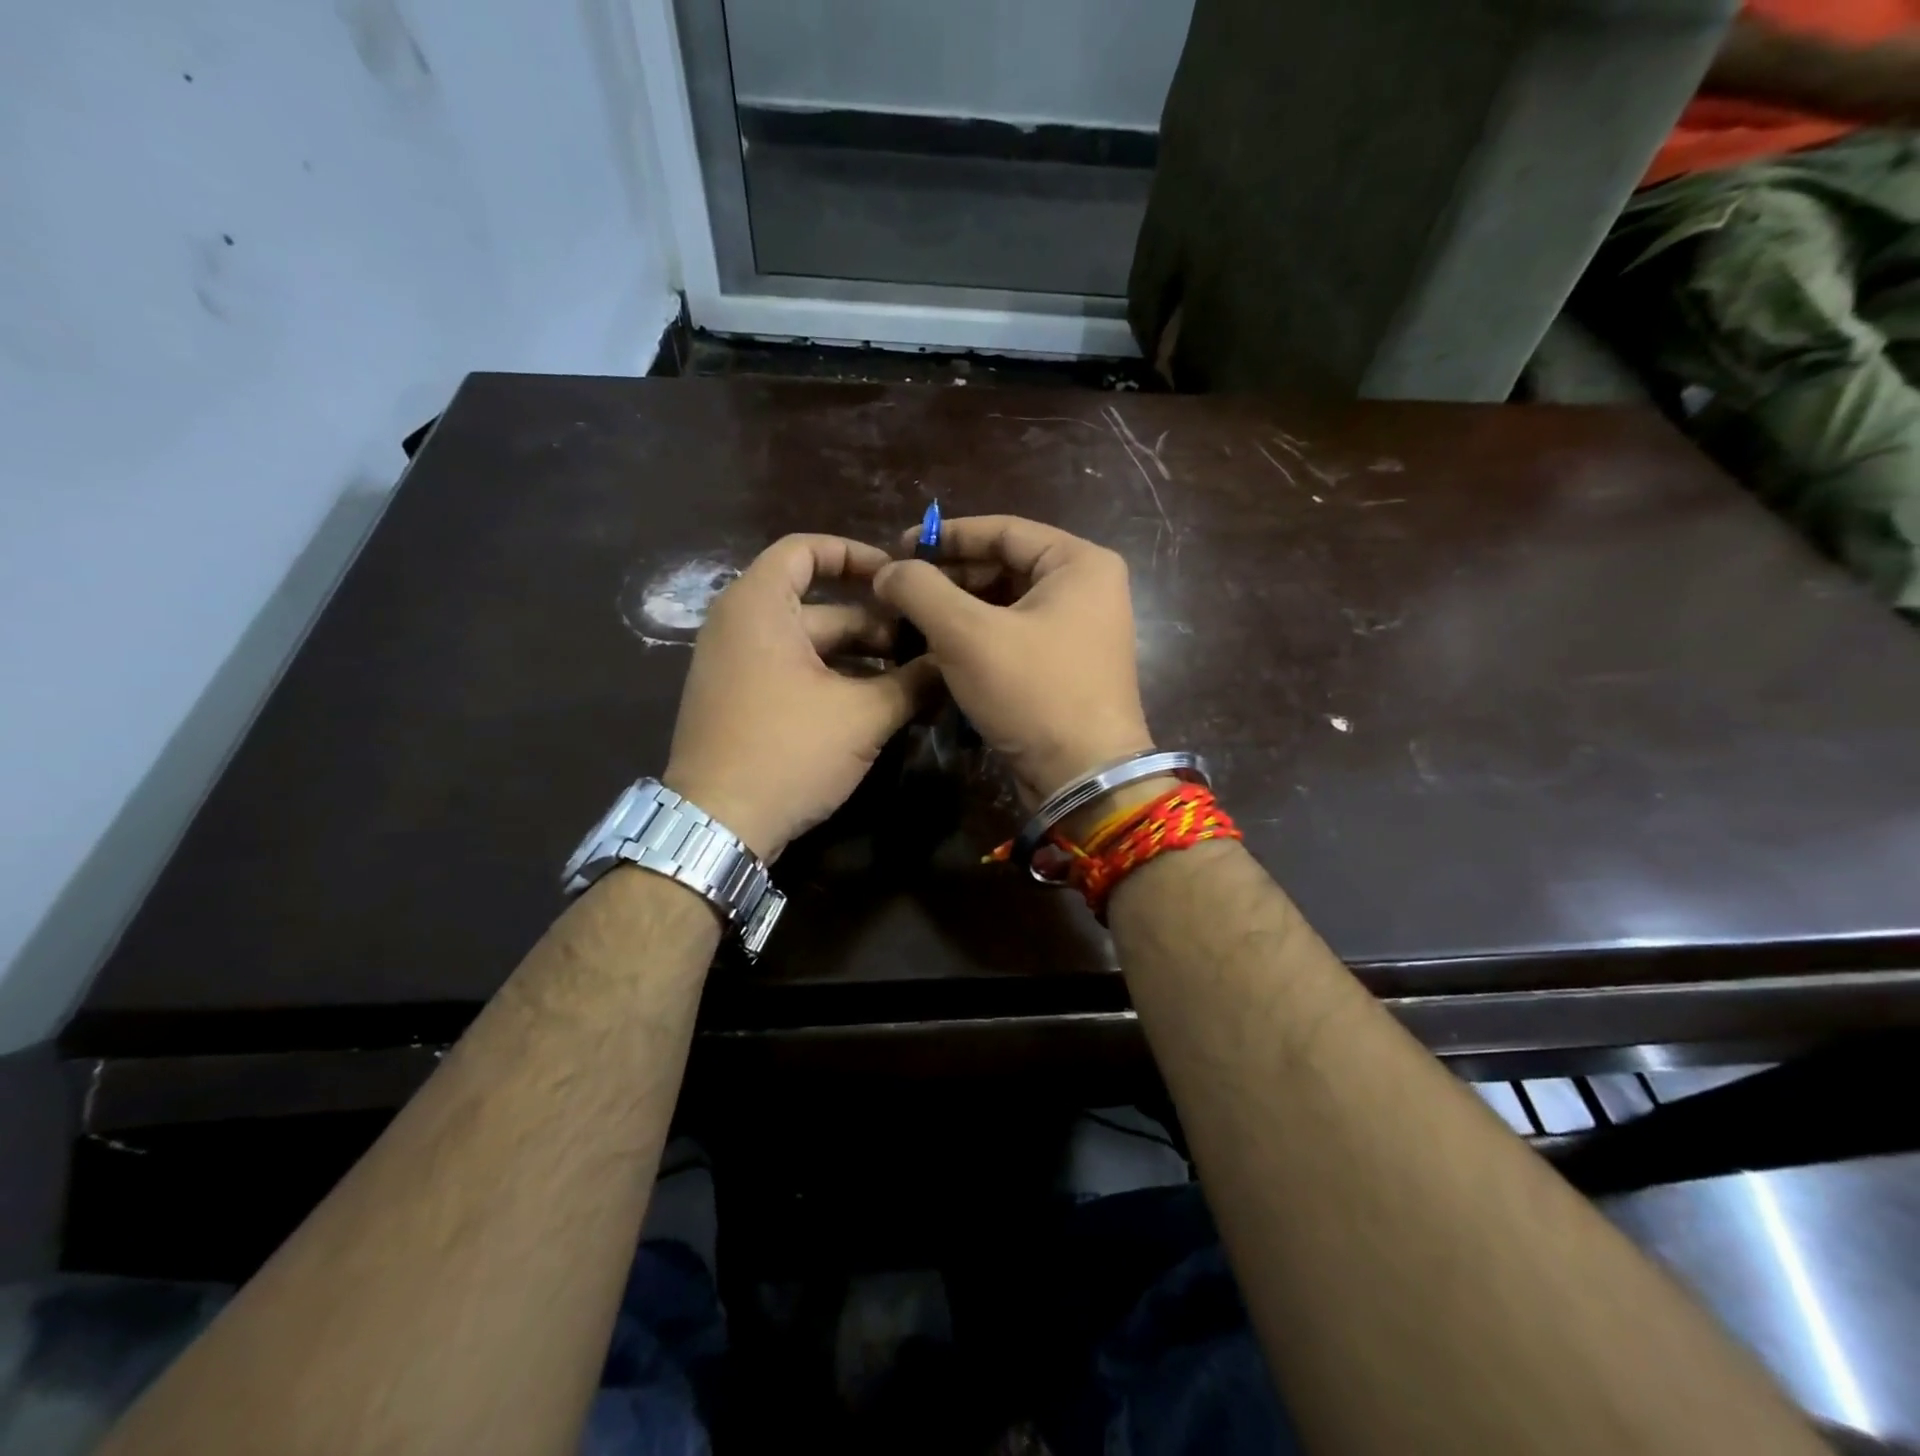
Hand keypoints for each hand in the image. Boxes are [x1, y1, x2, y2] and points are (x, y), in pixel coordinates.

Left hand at [664, 535, 938, 859]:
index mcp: (758, 606)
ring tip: (914, 679)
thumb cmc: (788, 751)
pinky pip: (794, 673)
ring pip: (811, 646)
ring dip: (862, 659)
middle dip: (876, 625)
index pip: (805, 550)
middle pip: (819, 607)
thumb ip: (913, 681)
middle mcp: (739, 625)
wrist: (718, 826)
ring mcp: (736, 667)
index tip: (899, 577)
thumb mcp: (863, 715)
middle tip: (926, 645)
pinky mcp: (741, 702)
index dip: (856, 555)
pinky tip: (879, 706)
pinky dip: (835, 681)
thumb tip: (953, 662)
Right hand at [873, 515, 1154, 806]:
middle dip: (950, 578)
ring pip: (1006, 604)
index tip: (898, 548)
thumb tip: (888, 570)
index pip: (1003, 530)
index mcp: (1079, 563)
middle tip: (899, 591)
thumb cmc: (1032, 692)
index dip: (946, 536)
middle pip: (1005, 566)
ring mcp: (1080, 630)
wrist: (1083, 778)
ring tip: (910, 621)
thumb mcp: (967, 634)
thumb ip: (920, 590)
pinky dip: (976, 638)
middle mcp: (1087, 589)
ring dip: (958, 611)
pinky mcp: (1066, 666)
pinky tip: (938, 650)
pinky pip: (1014, 636)